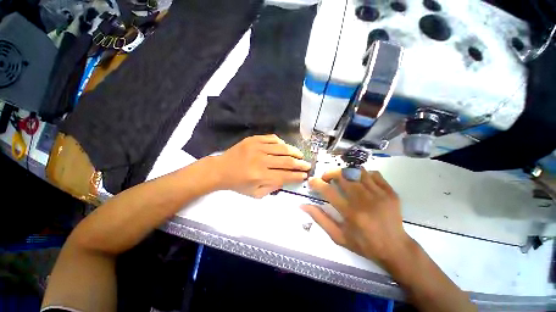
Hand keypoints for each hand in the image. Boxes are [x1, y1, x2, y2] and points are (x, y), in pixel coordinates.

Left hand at [213, 134, 310, 197]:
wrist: (220, 169)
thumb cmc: (238, 184)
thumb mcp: (254, 193)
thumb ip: (272, 188)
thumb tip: (286, 180)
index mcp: (260, 176)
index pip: (284, 175)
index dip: (296, 176)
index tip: (305, 175)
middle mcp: (260, 161)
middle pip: (286, 161)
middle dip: (299, 164)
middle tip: (307, 164)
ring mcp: (257, 147)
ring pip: (281, 148)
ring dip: (293, 151)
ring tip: (300, 154)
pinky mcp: (253, 139)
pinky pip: (271, 138)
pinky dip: (280, 142)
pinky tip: (284, 146)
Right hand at [302, 168, 414, 268]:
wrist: (395, 248)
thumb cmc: (364, 244)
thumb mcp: (338, 236)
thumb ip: (320, 219)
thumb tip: (303, 205)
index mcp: (351, 213)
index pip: (328, 191)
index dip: (316, 183)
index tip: (311, 181)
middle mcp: (364, 200)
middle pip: (343, 175)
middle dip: (330, 173)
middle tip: (326, 178)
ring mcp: (379, 194)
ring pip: (357, 171)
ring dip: (345, 172)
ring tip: (342, 178)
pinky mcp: (390, 192)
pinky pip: (373, 174)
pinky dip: (363, 174)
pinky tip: (360, 181)